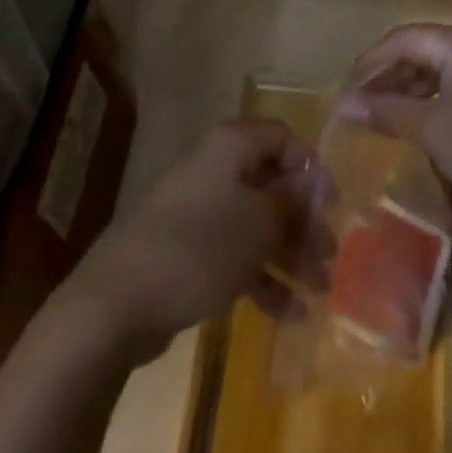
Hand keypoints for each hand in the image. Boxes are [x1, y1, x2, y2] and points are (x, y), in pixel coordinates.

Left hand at [64, 118, 332, 363]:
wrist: (118, 301)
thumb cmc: (200, 246)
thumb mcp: (260, 223)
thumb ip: (293, 203)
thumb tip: (313, 187)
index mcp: (232, 146)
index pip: (283, 138)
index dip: (312, 168)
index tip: (333, 205)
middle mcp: (217, 168)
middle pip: (272, 185)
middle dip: (304, 220)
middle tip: (330, 255)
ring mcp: (200, 210)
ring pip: (256, 223)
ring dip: (289, 253)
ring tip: (318, 290)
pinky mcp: (188, 250)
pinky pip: (235, 254)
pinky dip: (263, 278)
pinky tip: (291, 314)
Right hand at [334, 23, 451, 238]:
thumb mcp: (433, 130)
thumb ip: (387, 111)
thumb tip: (345, 104)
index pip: (401, 39)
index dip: (368, 64)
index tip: (342, 94)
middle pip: (419, 50)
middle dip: (385, 77)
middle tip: (357, 108)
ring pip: (437, 69)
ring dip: (406, 90)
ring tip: (379, 118)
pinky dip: (430, 101)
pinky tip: (416, 125)